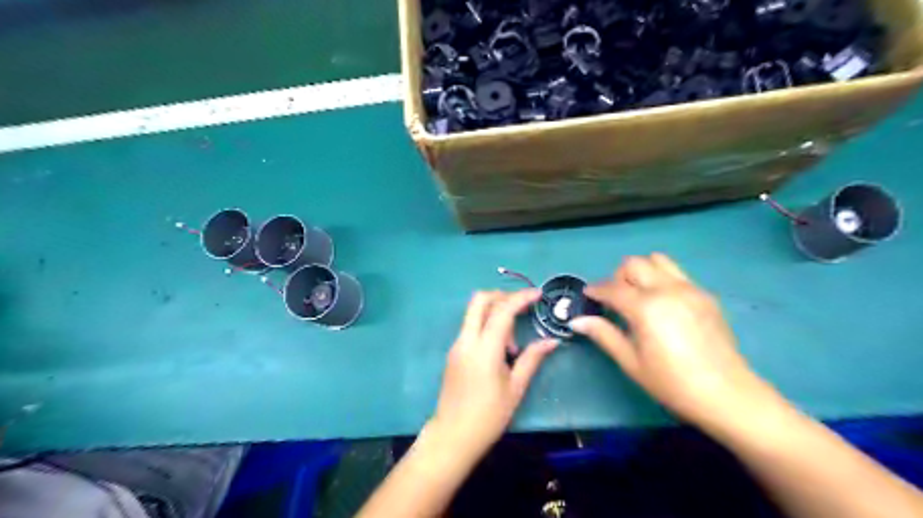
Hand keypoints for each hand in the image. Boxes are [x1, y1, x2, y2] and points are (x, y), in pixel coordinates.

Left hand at [431, 290, 554, 459]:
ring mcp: (457, 344)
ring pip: (473, 312)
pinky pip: (470, 326)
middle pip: (479, 300)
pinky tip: (500, 349)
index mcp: (484, 349)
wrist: (453, 435)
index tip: (538, 294)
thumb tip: (552, 341)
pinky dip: (486, 324)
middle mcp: (466, 340)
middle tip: (522, 307)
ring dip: (494, 312)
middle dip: (502, 296)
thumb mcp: (515, 388)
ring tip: (512, 344)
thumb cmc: (488, 416)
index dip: (521, 297)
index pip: (502, 311)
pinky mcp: (453, 352)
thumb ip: (532, 359)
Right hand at [575, 252, 767, 428]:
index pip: (612, 288)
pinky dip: (662, 279)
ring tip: (639, 295)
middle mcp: (667, 289)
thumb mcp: (631, 362)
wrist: (727, 394)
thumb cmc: (671, 383)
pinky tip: (662, 305)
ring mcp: (690, 289)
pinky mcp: (705, 295)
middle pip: (634, 264)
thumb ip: (604, 335)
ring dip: (642, 271)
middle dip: (618, 277)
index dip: (596, 290)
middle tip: (615, 299)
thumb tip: (577, 321)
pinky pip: (677, 274)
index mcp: (646, 308)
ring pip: (658, 261)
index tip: (588, 296)